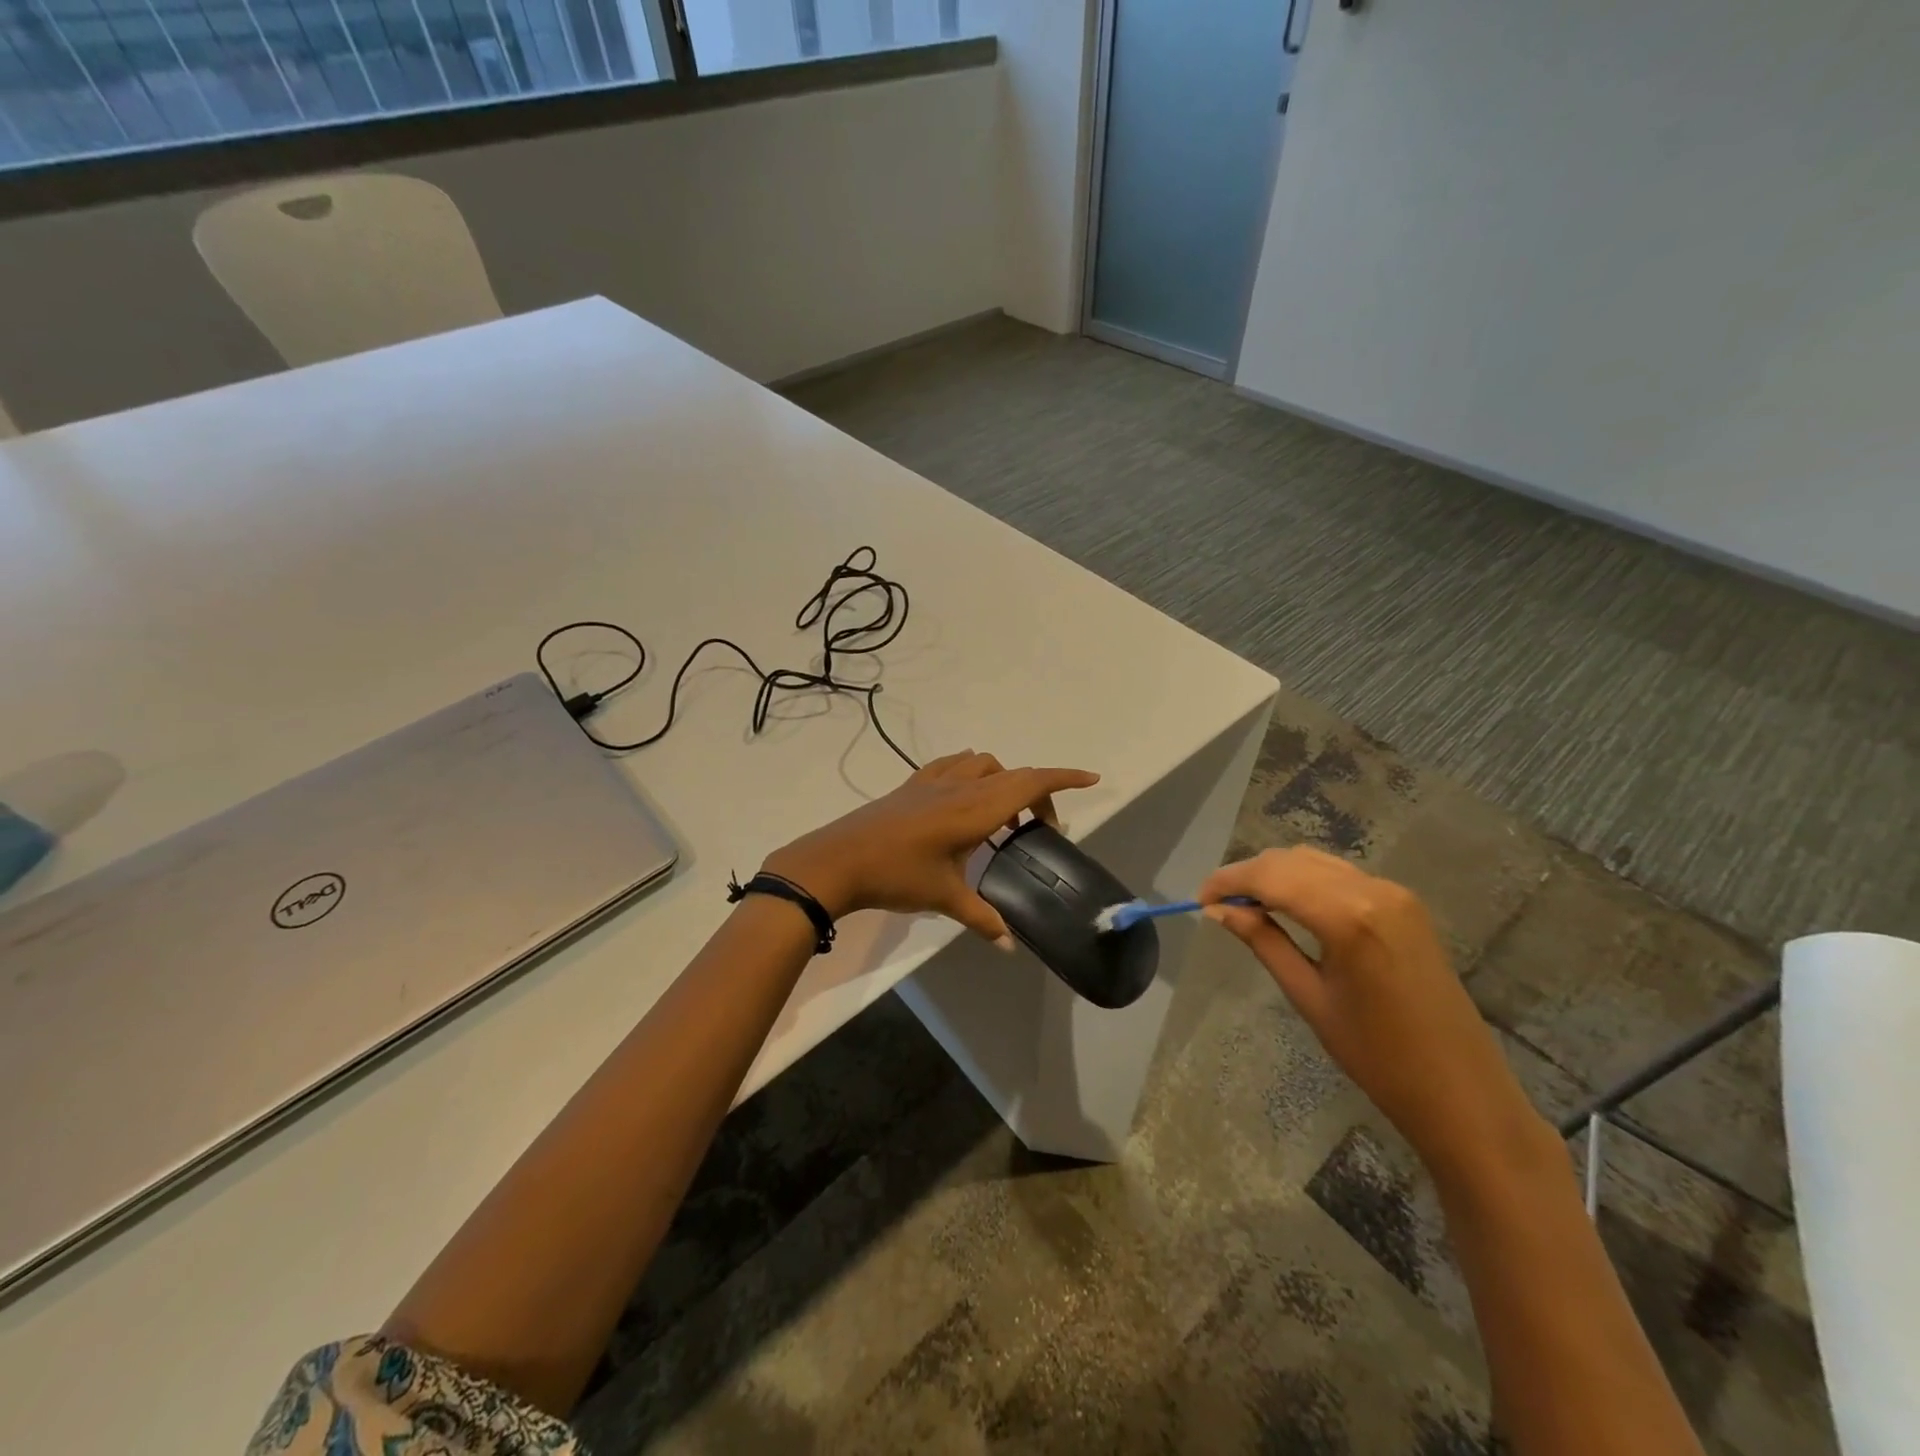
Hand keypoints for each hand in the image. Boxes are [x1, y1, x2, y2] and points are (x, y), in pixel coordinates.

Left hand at [763, 751, 1099, 943]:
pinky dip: (972, 771)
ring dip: (1003, 779)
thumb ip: (982, 918)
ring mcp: (933, 781)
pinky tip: (965, 795)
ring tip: (1003, 815)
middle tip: (1041, 828)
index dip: (1063, 778)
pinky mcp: (912, 784)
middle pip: (1012, 774)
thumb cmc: (896, 876)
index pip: (1029, 783)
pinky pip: (953, 764)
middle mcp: (960, 786)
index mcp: (975, 810)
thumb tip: (1009, 944)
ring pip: (983, 763)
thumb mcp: (944, 897)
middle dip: (1038, 793)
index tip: (1091, 779)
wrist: (837, 860)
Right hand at [1201, 847, 1549, 1188]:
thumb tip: (1219, 910)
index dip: (1229, 881)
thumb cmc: (1377, 1056)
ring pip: (1316, 863)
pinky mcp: (1405, 904)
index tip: (1200, 900)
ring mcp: (1394, 893)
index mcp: (1348, 915)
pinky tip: (1290, 906)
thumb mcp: (1309, 996)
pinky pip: (1341, 876)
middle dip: (1249, 875)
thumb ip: (1263, 941)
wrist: (1463, 1092)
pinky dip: (1306, 881)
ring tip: (1248, 905)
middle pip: (1292, 861)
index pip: (1271, 876)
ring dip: (1277, 875)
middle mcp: (1373, 890)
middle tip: (1219, 905)